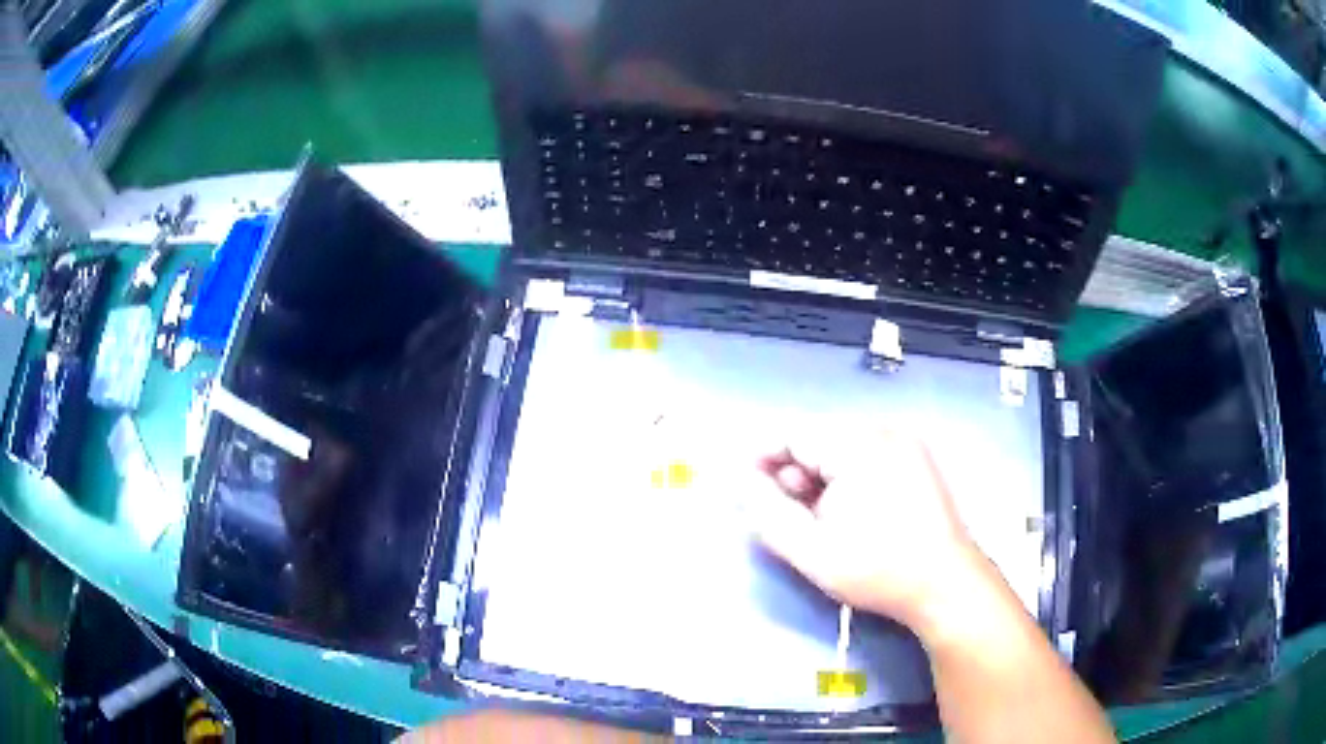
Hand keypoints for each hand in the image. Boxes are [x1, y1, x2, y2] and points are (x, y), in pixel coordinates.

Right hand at [747, 430, 987, 632]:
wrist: (946, 585)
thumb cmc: (878, 570)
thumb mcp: (811, 551)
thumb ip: (767, 513)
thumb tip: (743, 482)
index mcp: (858, 446)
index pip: (794, 433)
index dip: (763, 457)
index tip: (746, 488)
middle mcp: (884, 432)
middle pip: (819, 439)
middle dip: (794, 472)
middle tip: (788, 515)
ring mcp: (905, 444)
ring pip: (842, 449)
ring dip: (820, 478)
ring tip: (819, 520)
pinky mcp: (917, 460)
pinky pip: (867, 457)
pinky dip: (847, 479)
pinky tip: (848, 513)